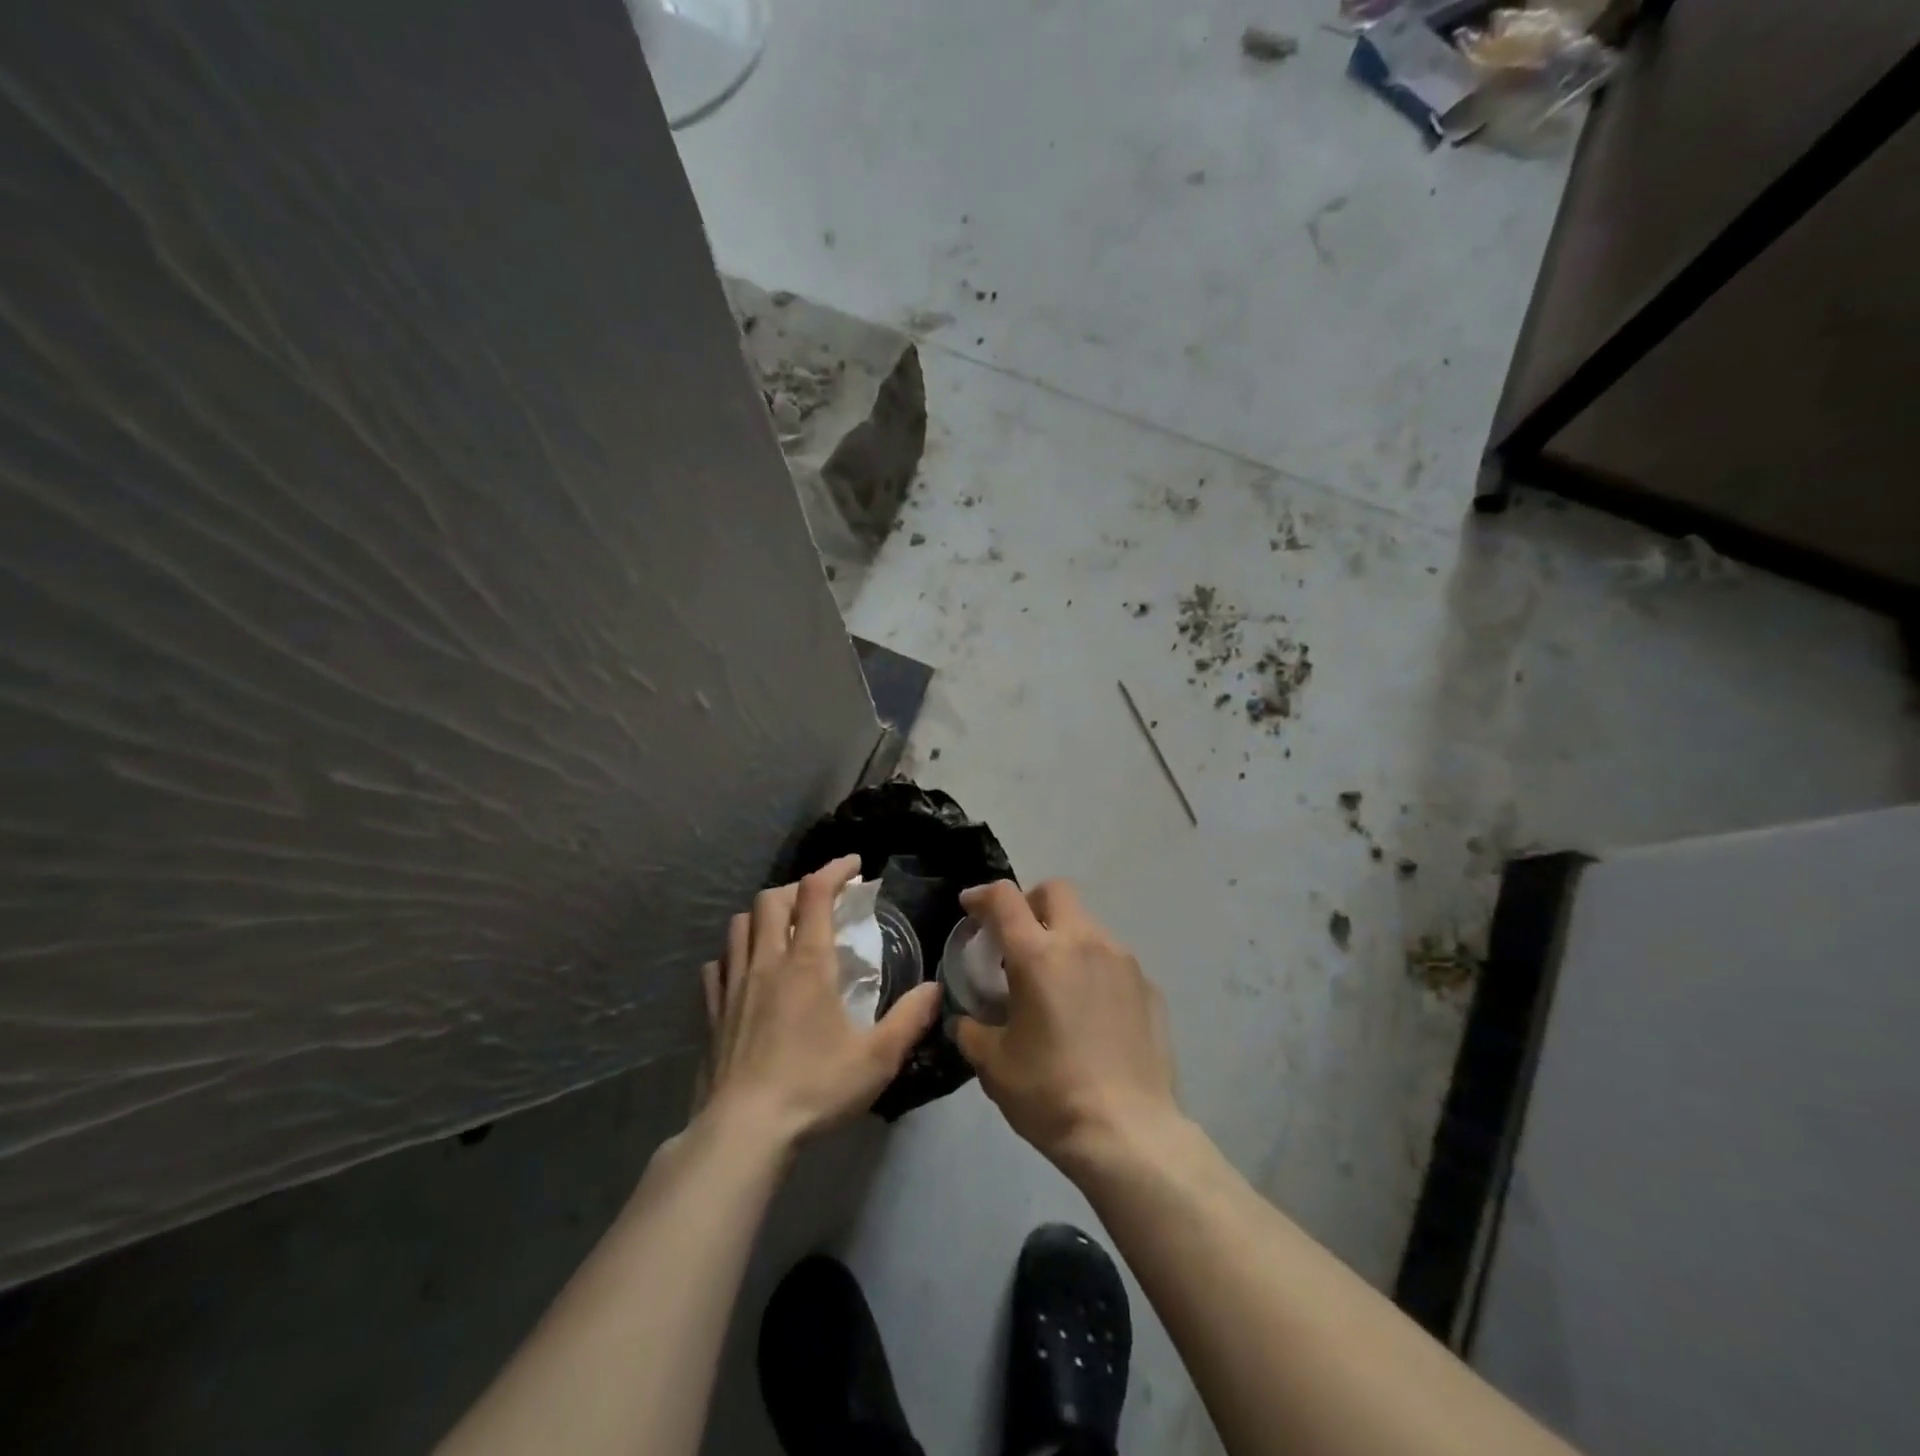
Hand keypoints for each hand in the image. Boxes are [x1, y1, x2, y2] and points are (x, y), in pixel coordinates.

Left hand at [699, 855, 939, 1147]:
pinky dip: (735, 955)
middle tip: (821, 902)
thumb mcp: (877, 1058)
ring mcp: (734, 985)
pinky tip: (747, 971)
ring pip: (740, 925)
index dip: (835, 870)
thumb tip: (935, 988)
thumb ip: (910, 1019)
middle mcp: (767, 962)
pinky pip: (718, 965)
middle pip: (772, 899)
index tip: (855, 866)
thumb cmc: (814, 1088)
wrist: (743, 1131)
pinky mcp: (713, 1012)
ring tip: (784, 931)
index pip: (815, 893)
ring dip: (764, 916)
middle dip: (798, 889)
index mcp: (807, 963)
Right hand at [952, 879, 1180, 1169]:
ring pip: (1087, 924)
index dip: (982, 895)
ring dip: (1064, 937)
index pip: (1005, 898)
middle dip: (1030, 903)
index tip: (970, 907)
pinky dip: (1093, 969)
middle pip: (1055, 891)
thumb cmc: (1050, 1093)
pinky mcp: (1149, 985)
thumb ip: (972, 1031)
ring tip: (1056, 982)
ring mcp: (1122, 960)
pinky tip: (1090, 1010)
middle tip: (1017, 938)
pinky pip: (1113, 959)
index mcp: (1038, 954)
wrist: (1129, 1133)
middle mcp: (1083, 942)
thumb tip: (966, 1021)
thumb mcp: (993, 1065)